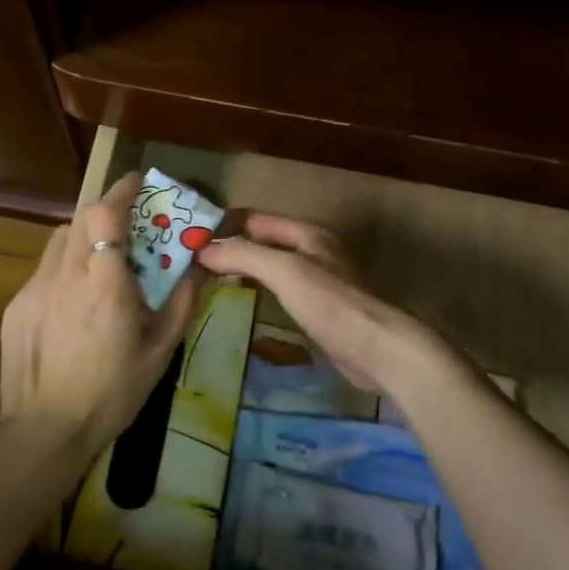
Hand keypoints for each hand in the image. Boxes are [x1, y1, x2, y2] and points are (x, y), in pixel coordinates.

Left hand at [0, 172, 200, 474]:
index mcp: (104, 285)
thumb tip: (198, 268)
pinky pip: (45, 269)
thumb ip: (181, 303)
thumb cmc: (112, 393)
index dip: (121, 191)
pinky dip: (65, 266)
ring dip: (83, 235)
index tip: (139, 183)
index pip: (105, 215)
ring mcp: (34, 288)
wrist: (45, 430)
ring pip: (59, 239)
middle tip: (129, 223)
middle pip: (80, 217)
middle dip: (106, 210)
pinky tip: (75, 299)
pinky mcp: (17, 305)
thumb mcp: (159, 352)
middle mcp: (66, 275)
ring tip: (103, 258)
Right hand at [195, 211, 451, 398]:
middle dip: (228, 247)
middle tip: (190, 262)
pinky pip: (278, 289)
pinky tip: (237, 300)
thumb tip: (203, 250)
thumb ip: (244, 255)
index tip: (188, 240)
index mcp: (306, 233)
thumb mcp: (285, 272)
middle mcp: (311, 249)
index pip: (253, 219)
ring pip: (268, 265)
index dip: (222, 226)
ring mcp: (316, 279)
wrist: (380, 350)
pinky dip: (255, 289)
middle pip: (260, 240)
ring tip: (204, 279)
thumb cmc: (332, 304)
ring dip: (240, 268)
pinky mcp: (317, 306)